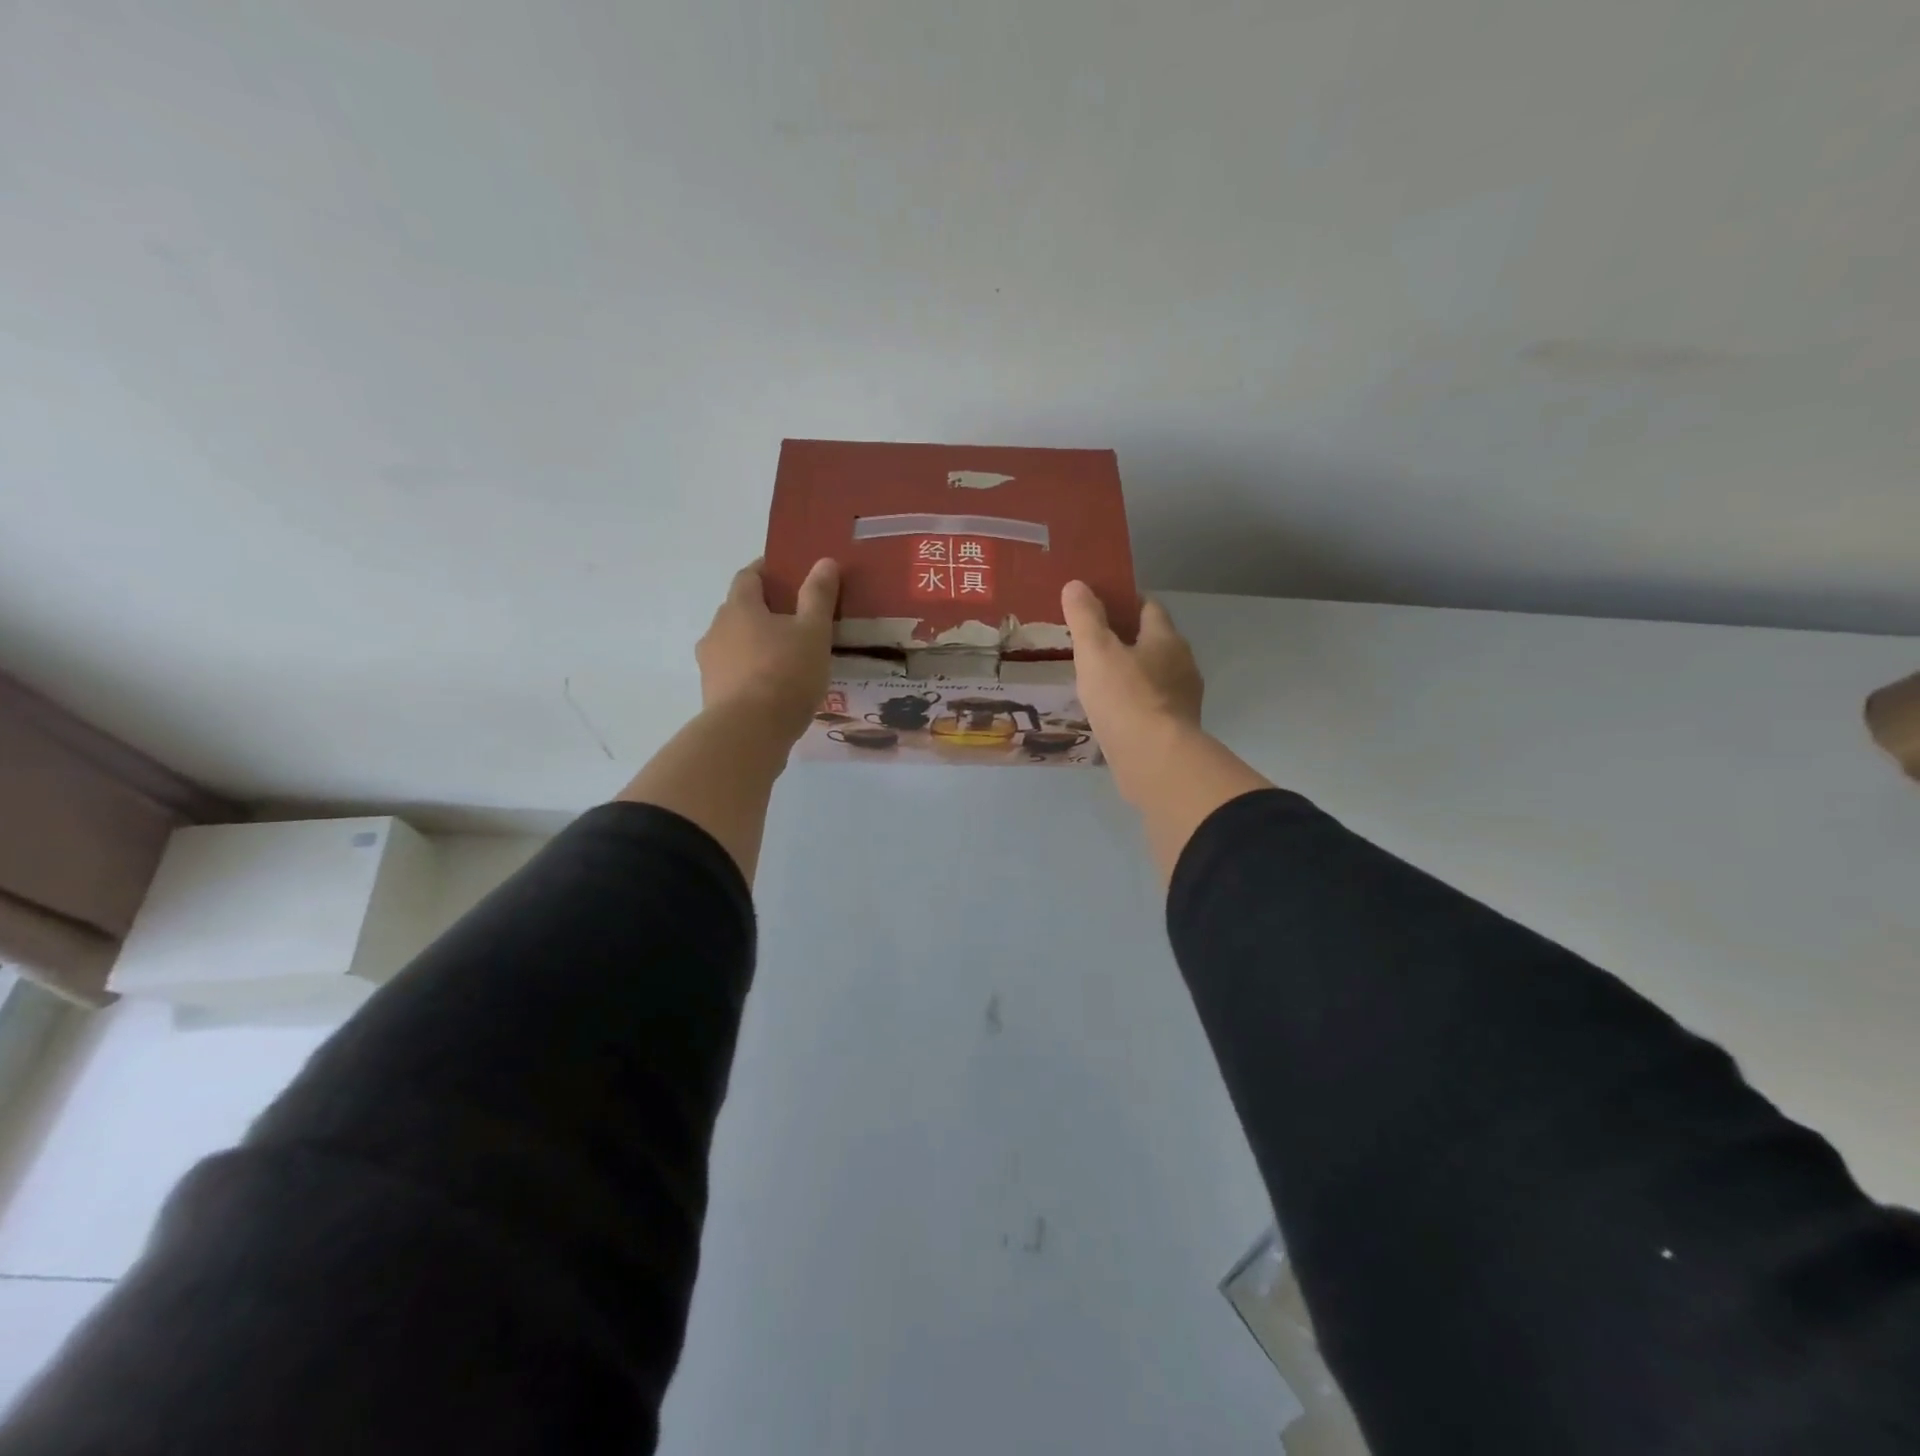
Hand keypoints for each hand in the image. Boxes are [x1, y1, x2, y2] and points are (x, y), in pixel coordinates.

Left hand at [697, 558, 839, 742]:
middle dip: (763, 610)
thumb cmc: (784, 674)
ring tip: (785, 656)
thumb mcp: (813, 632)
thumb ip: (818, 597)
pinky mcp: (713, 694)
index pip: (748, 576)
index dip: (766, 571)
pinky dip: (751, 671)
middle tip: (794, 619)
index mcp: (739, 608)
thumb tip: (824, 562)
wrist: (748, 733)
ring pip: (734, 643)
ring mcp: (710, 664)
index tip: (786, 573)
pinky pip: (734, 672)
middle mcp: (716, 630)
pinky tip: (773, 686)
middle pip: (739, 610)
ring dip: (755, 643)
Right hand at [1061, 581, 1204, 800]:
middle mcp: (1182, 664)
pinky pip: (1152, 706)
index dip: (1125, 602)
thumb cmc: (1124, 698)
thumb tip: (1076, 585)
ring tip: (1098, 681)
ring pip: (1154, 675)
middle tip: (1091, 645)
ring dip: (1131, 674)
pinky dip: (1134, 703)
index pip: (1148, 607)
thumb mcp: (1095, 651)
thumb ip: (1085, 617)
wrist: (1155, 760)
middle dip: (1126, 640)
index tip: (1098, 606)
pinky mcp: (1176, 729)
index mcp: (1166, 638)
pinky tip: (1112, 713)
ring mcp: (1183, 699)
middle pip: (1153, 641)